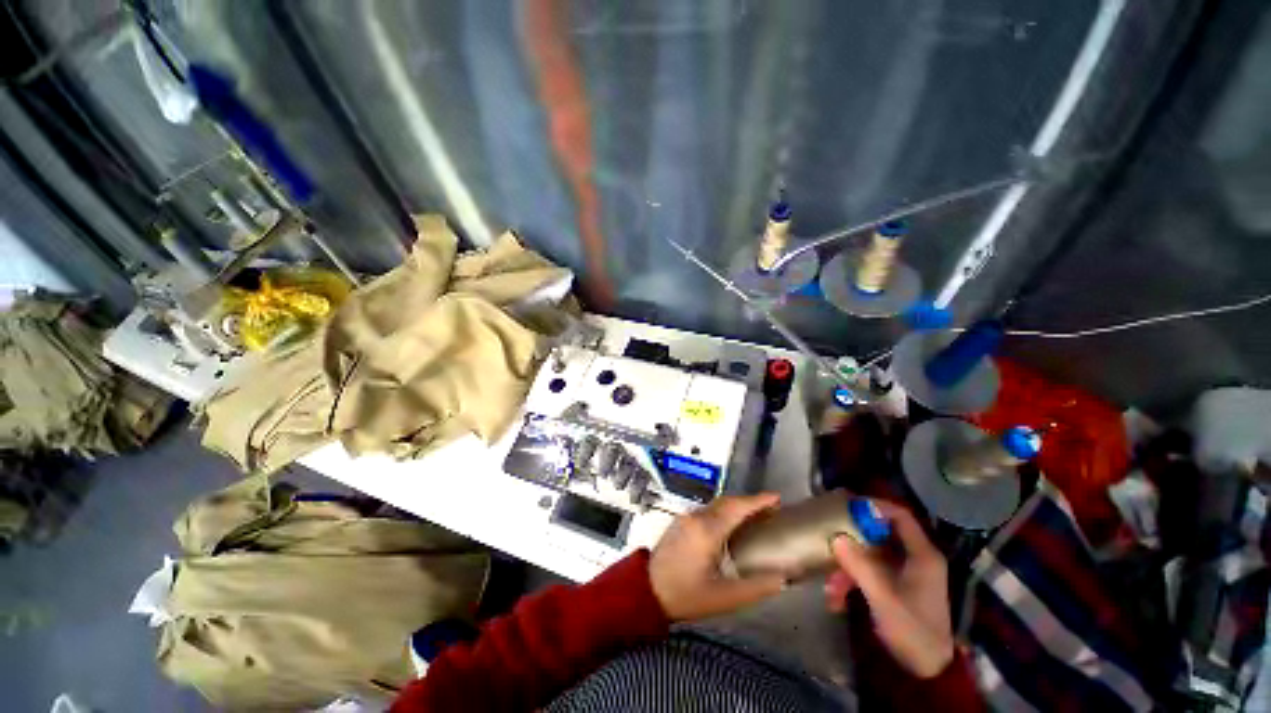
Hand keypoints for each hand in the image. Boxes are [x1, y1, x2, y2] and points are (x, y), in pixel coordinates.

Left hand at [649, 493, 786, 620]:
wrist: (646, 590)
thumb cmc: (685, 595)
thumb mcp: (724, 598)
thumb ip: (755, 587)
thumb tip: (782, 578)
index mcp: (708, 531)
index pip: (737, 508)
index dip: (758, 501)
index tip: (776, 497)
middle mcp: (696, 517)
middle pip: (727, 502)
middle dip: (749, 502)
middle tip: (770, 509)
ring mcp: (686, 518)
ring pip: (716, 505)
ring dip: (736, 506)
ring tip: (755, 516)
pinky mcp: (680, 522)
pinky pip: (707, 511)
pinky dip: (723, 512)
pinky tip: (730, 525)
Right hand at [824, 500, 954, 677]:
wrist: (926, 669)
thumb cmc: (912, 629)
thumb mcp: (884, 598)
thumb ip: (860, 566)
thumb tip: (835, 537)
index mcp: (922, 555)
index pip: (900, 517)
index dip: (875, 507)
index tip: (848, 506)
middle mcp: (914, 559)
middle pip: (879, 534)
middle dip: (852, 541)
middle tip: (829, 539)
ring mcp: (903, 573)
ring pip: (869, 556)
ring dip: (848, 568)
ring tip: (831, 589)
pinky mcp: (894, 586)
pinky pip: (869, 572)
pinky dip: (852, 581)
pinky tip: (836, 599)